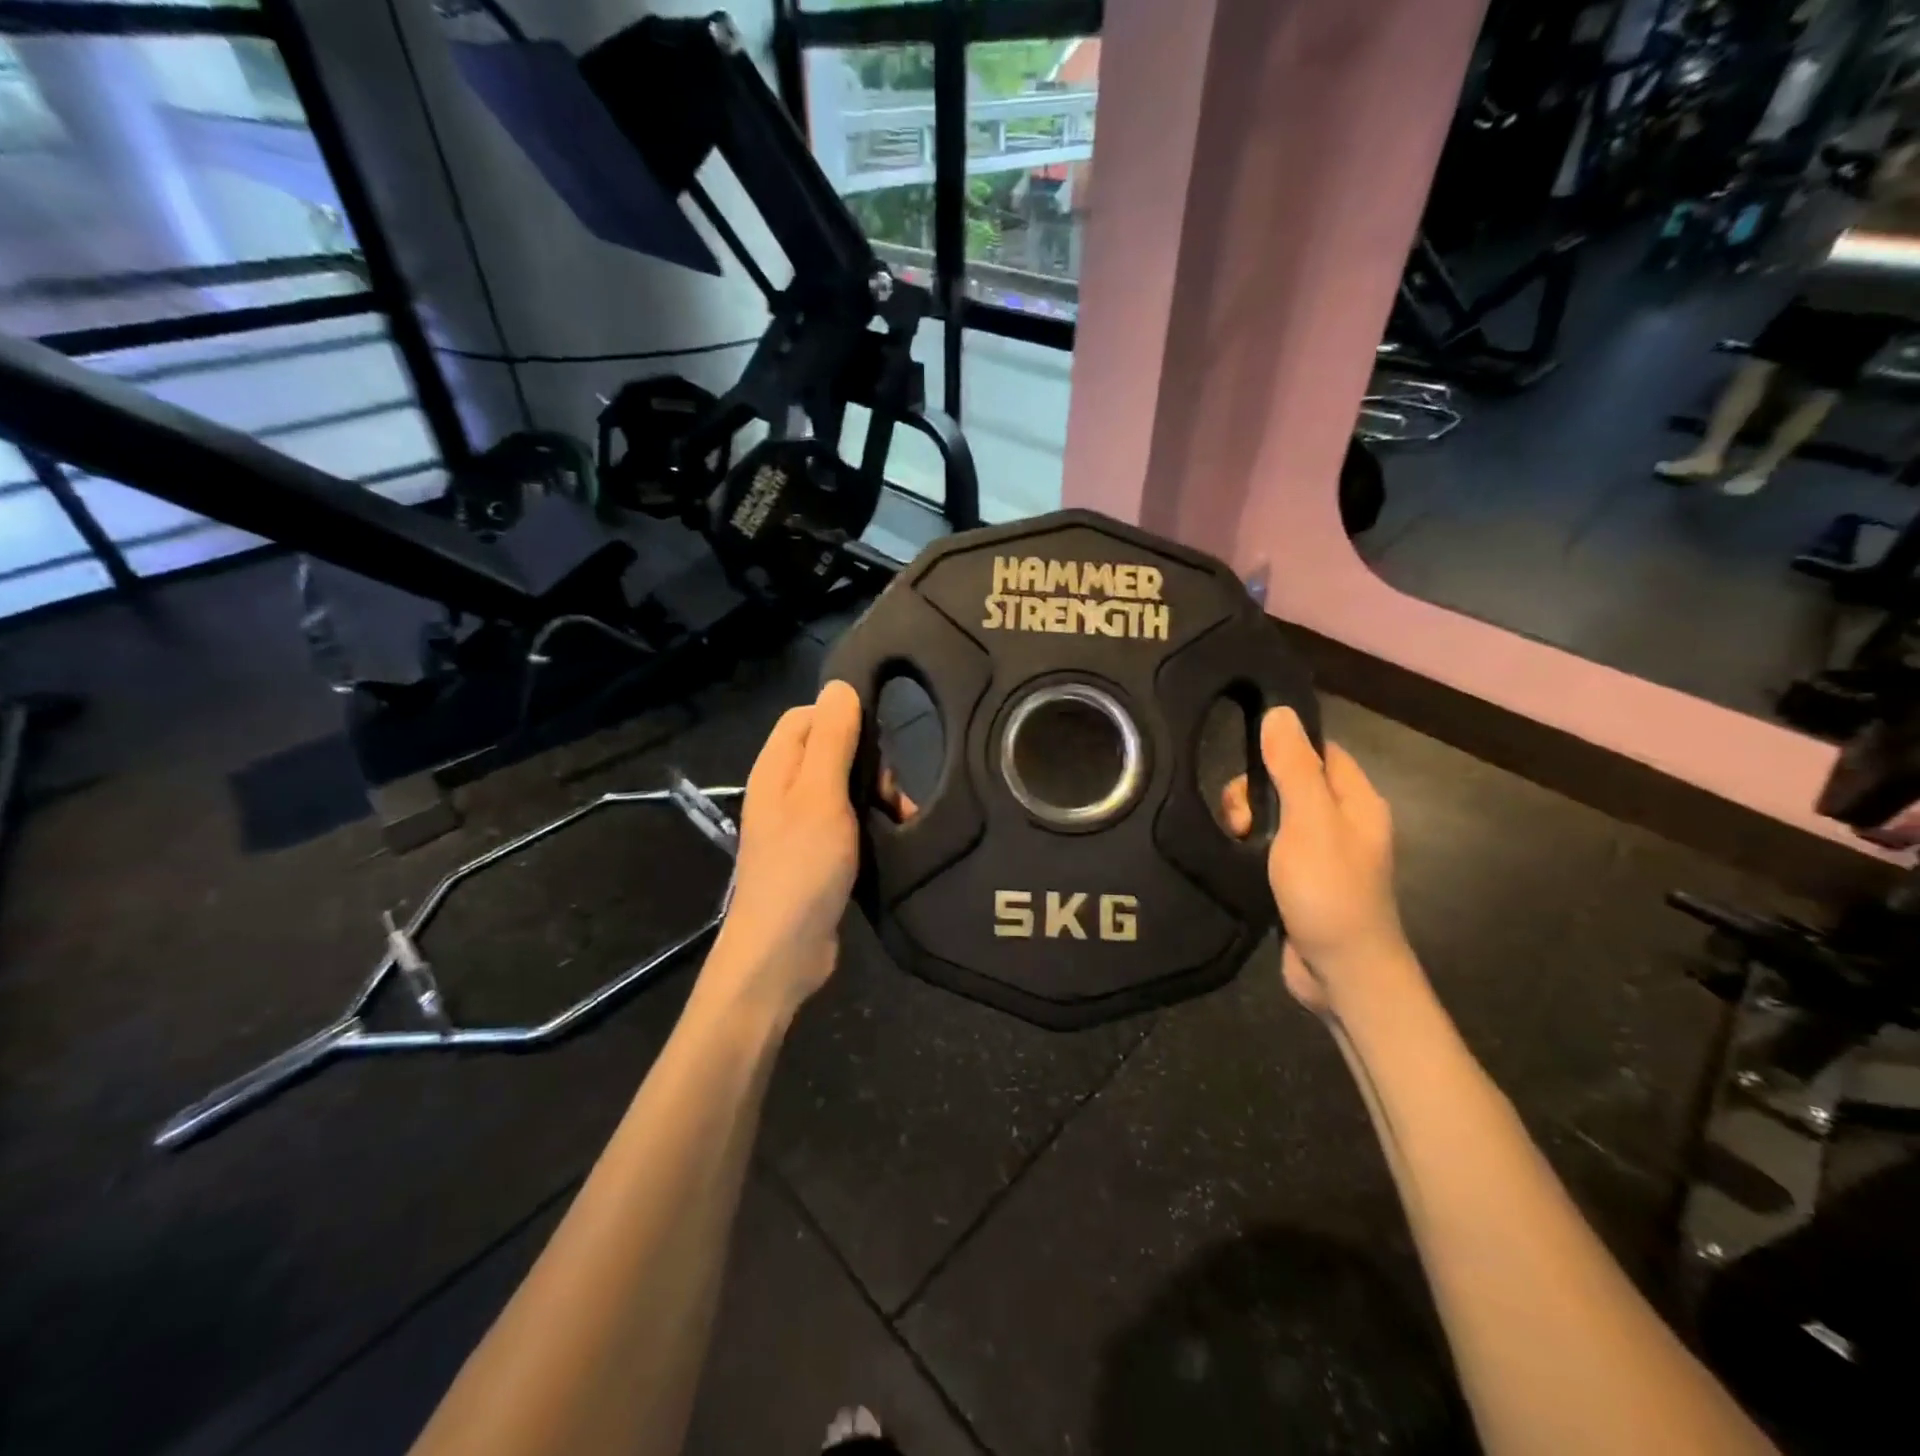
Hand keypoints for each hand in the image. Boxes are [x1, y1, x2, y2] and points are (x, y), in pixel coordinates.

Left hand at [707, 680, 863, 1015]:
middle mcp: (783, 791)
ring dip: (876, 796)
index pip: (806, 716)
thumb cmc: (802, 866)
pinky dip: (871, 823)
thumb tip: (839, 685)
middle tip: (891, 791)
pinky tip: (894, 837)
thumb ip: (831, 739)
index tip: (879, 740)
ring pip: (844, 788)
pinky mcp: (817, 854)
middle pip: (829, 751)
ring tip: (902, 817)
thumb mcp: (821, 794)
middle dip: (868, 762)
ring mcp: (799, 825)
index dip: (842, 718)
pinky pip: (848, 821)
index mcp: (776, 768)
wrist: (784, 952)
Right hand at [1224, 708, 1414, 1015]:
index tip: (1246, 759)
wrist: (1342, 973)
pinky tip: (1234, 858)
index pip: (1319, 751)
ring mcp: (1320, 855)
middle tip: (1240, 818)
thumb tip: (1280, 712)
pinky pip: (1269, 849)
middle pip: (1290, 783)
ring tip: (1236, 842)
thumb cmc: (1330, 891)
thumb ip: (1293, 767)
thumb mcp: (1309, 821)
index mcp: (1356, 801)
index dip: (1283, 748)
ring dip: (1248, 823)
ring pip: (1274, 817)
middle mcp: (1341, 823)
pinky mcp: (1298, 881)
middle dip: (1256, 792)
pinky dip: (1249, 849)